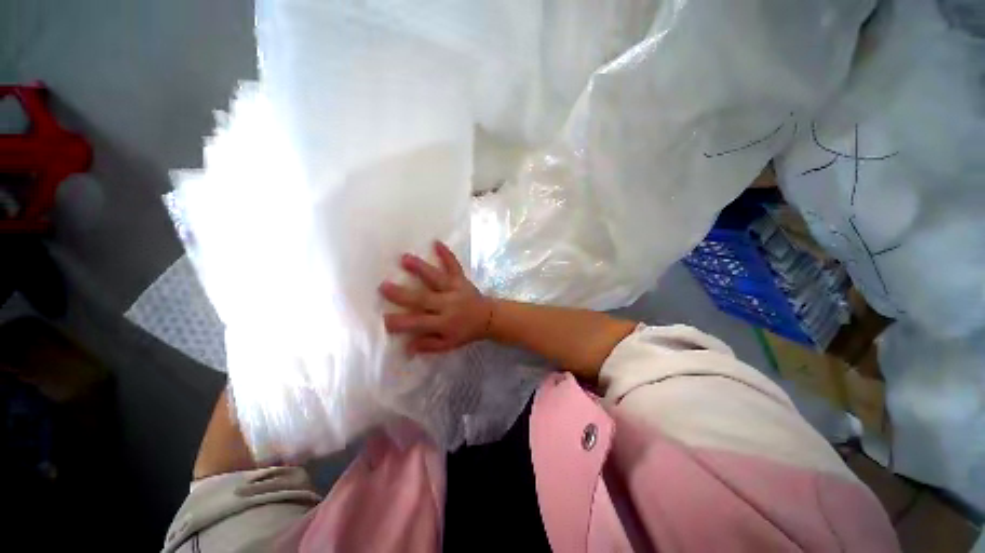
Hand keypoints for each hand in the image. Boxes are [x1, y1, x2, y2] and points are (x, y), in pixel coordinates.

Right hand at [380, 241, 492, 353]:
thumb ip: (428, 345)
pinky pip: (454, 266)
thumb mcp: (448, 344)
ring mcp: (456, 289)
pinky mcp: (462, 279)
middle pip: (424, 299)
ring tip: (405, 258)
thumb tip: (406, 346)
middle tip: (384, 286)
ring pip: (437, 278)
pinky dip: (446, 254)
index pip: (419, 323)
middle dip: (403, 294)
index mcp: (444, 323)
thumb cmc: (465, 332)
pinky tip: (437, 242)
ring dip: (422, 268)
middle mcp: (448, 304)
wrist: (488, 317)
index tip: (382, 318)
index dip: (401, 322)